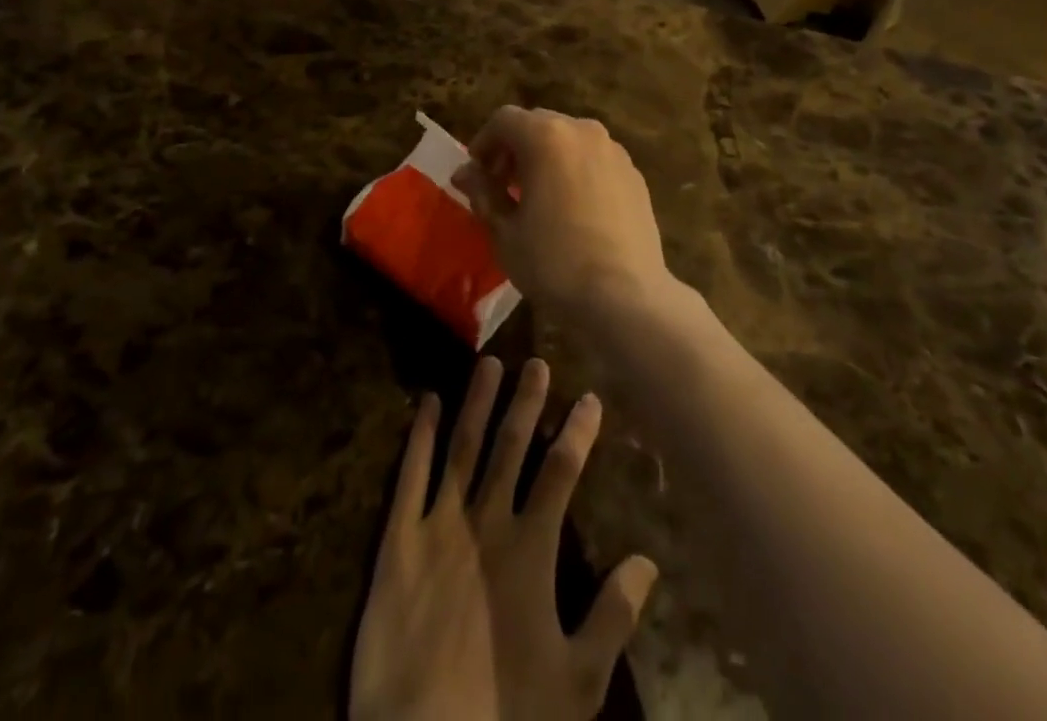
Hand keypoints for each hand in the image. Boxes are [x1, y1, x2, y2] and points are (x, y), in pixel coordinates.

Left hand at [350, 356, 657, 720]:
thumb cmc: (506, 716)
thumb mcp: (577, 682)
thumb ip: (613, 617)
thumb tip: (648, 560)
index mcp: (530, 549)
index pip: (561, 472)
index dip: (577, 432)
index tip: (589, 397)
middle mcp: (487, 522)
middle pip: (511, 446)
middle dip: (525, 401)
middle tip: (535, 361)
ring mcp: (439, 525)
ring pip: (463, 447)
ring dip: (477, 402)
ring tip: (488, 362)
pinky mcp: (399, 540)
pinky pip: (410, 475)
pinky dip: (419, 435)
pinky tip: (425, 401)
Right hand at [451, 108, 671, 317]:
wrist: (625, 296)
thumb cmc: (554, 262)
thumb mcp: (505, 231)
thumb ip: (483, 192)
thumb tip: (465, 173)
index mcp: (546, 137)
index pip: (504, 120)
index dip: (483, 142)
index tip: (476, 174)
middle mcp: (583, 131)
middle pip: (538, 124)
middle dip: (515, 148)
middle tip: (501, 185)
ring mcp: (614, 151)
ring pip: (569, 139)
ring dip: (546, 157)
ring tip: (537, 196)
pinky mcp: (635, 174)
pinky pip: (595, 159)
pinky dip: (575, 169)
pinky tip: (572, 207)